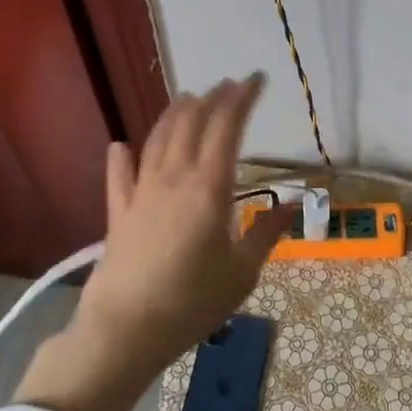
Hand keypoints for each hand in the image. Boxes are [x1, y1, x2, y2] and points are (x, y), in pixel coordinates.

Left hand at [17, 74, 293, 410]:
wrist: (126, 330)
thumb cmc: (192, 302)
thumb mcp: (243, 272)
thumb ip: (267, 233)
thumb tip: (293, 204)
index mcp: (209, 187)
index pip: (227, 127)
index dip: (242, 99)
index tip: (256, 80)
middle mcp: (174, 178)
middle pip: (192, 123)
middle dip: (212, 98)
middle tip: (228, 86)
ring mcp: (142, 192)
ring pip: (158, 139)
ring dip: (175, 114)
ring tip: (188, 99)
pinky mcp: (118, 213)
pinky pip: (119, 176)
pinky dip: (121, 157)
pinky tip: (121, 145)